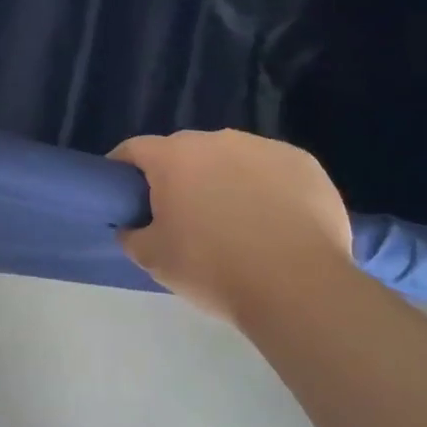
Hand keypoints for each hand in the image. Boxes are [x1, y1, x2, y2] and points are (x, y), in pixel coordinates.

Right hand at [110, 129, 352, 326]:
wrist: (297, 286)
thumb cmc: (213, 269)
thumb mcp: (154, 260)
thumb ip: (132, 235)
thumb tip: (133, 226)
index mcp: (175, 157)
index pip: (135, 149)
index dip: (123, 169)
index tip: (124, 193)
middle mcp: (219, 140)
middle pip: (186, 152)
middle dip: (179, 177)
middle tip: (182, 217)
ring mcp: (265, 147)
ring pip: (232, 159)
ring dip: (224, 180)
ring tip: (235, 222)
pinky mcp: (304, 163)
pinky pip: (272, 171)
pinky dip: (266, 189)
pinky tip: (275, 223)